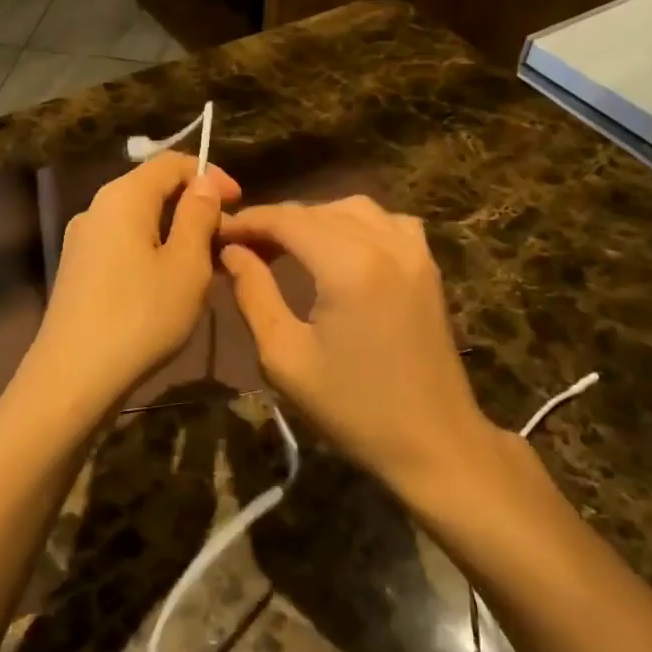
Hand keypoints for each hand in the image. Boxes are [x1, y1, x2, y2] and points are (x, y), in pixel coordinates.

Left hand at [23, 153, 240, 417]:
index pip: (170, 163)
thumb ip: (198, 216)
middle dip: (194, 206)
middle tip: (228, 239)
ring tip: (207, 265)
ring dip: (176, 232)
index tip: (240, 202)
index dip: (209, 174)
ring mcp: (82, 240)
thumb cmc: (141, 317)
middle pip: (152, 189)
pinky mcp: (78, 269)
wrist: (73, 377)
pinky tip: (171, 283)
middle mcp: (97, 208)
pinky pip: (123, 244)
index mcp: (123, 197)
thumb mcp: (186, 265)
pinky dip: (153, 251)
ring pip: (139, 220)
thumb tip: (203, 183)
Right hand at [220, 197, 500, 496]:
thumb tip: (232, 251)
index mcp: (348, 266)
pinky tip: (340, 248)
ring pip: (352, 208)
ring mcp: (414, 251)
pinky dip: (355, 223)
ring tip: (286, 246)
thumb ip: (254, 293)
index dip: (248, 220)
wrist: (435, 443)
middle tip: (242, 246)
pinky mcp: (428, 266)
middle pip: (316, 210)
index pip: (286, 219)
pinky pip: (387, 221)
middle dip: (275, 221)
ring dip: (313, 218)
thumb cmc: (353, 408)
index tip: (217, 233)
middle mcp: (385, 244)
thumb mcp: (285, 357)